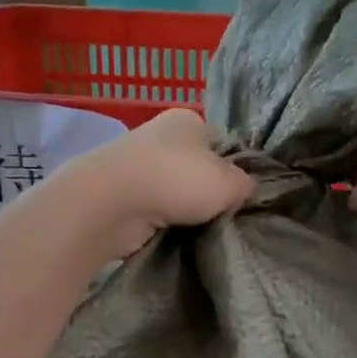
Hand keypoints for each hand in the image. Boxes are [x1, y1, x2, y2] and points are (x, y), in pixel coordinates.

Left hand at [65, 110, 254, 258]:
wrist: (111, 203)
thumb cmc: (176, 180)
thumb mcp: (229, 182)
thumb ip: (245, 184)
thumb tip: (245, 190)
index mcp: (188, 120)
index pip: (221, 145)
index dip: (233, 171)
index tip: (239, 198)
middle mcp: (160, 136)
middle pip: (196, 169)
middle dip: (206, 194)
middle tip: (222, 218)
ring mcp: (136, 165)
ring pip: (173, 192)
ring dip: (183, 211)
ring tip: (198, 232)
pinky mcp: (121, 195)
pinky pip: (153, 211)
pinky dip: (162, 223)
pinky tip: (172, 237)